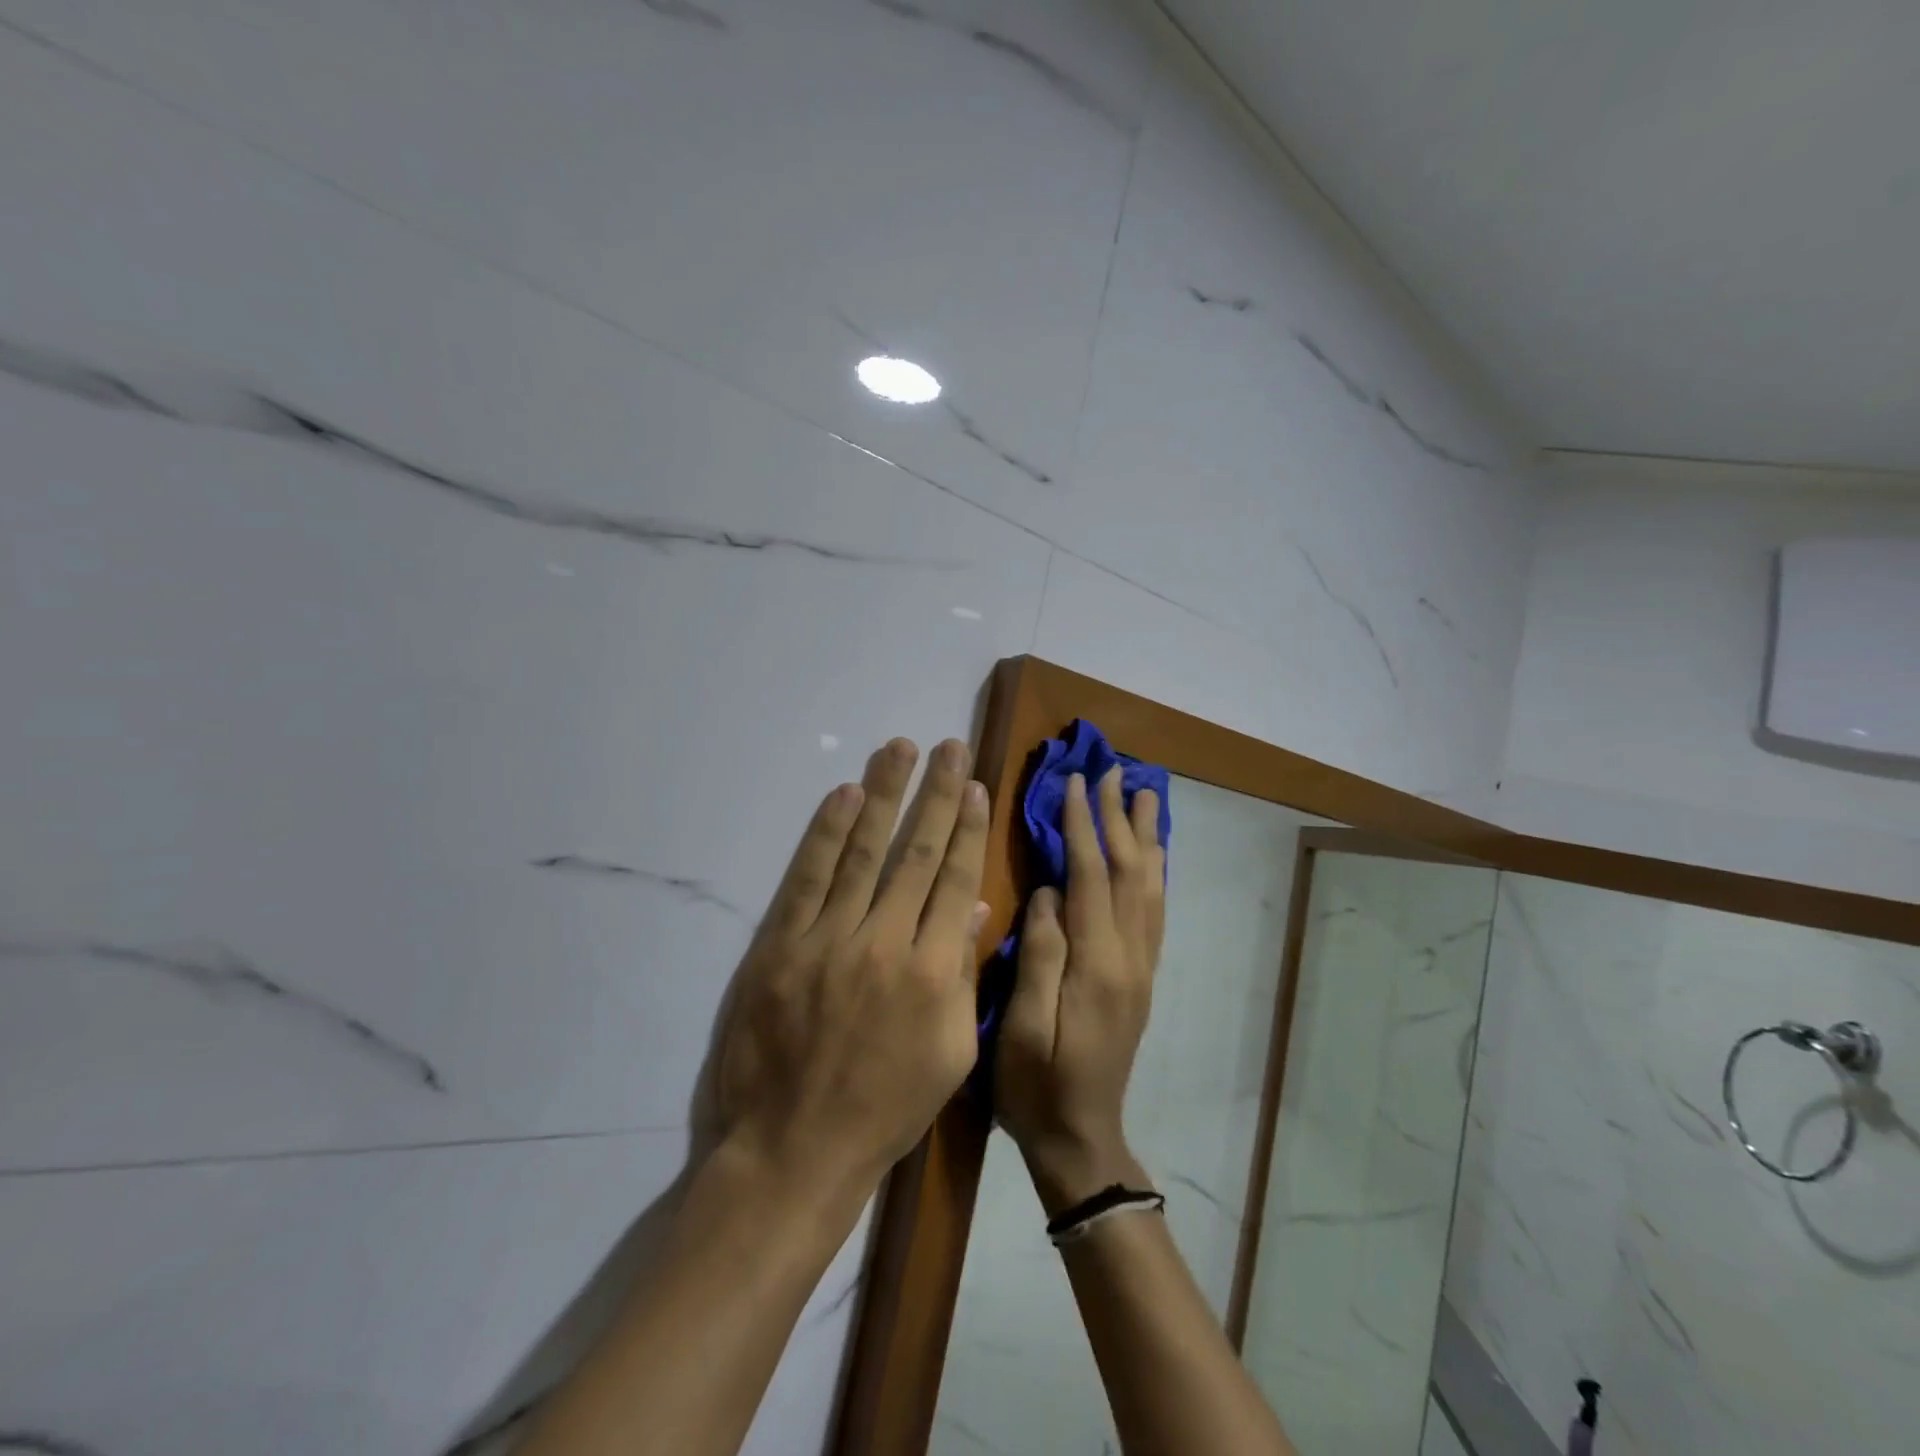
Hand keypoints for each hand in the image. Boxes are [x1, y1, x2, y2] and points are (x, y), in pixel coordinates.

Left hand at [715, 738, 990, 1199]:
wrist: (795, 1149)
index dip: (968, 828)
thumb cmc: (885, 1108)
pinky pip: (808, 878)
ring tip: (899, 749)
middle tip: (949, 746)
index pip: (956, 880)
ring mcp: (829, 941)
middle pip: (916, 853)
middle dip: (937, 794)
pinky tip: (843, 794)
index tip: (976, 785)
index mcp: (936, 974)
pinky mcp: (780, 945)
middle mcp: (887, 944)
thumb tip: (972, 907)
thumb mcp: (950, 1054)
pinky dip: (826, 833)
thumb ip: (964, 975)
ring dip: (884, 794)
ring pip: (864, 852)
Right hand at [996, 766, 1164, 1214]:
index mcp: (1096, 965)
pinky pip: (1155, 911)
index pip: (1090, 877)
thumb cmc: (1036, 1087)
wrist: (1081, 1138)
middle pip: (1129, 872)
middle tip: (1115, 770)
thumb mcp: (1021, 1028)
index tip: (1075, 782)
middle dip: (1119, 817)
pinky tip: (1152, 854)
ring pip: (1150, 886)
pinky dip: (1155, 871)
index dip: (1082, 826)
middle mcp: (1129, 957)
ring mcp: (1142, 967)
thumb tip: (1047, 893)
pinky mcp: (1142, 977)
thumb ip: (1039, 956)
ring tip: (1144, 795)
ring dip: (1146, 836)